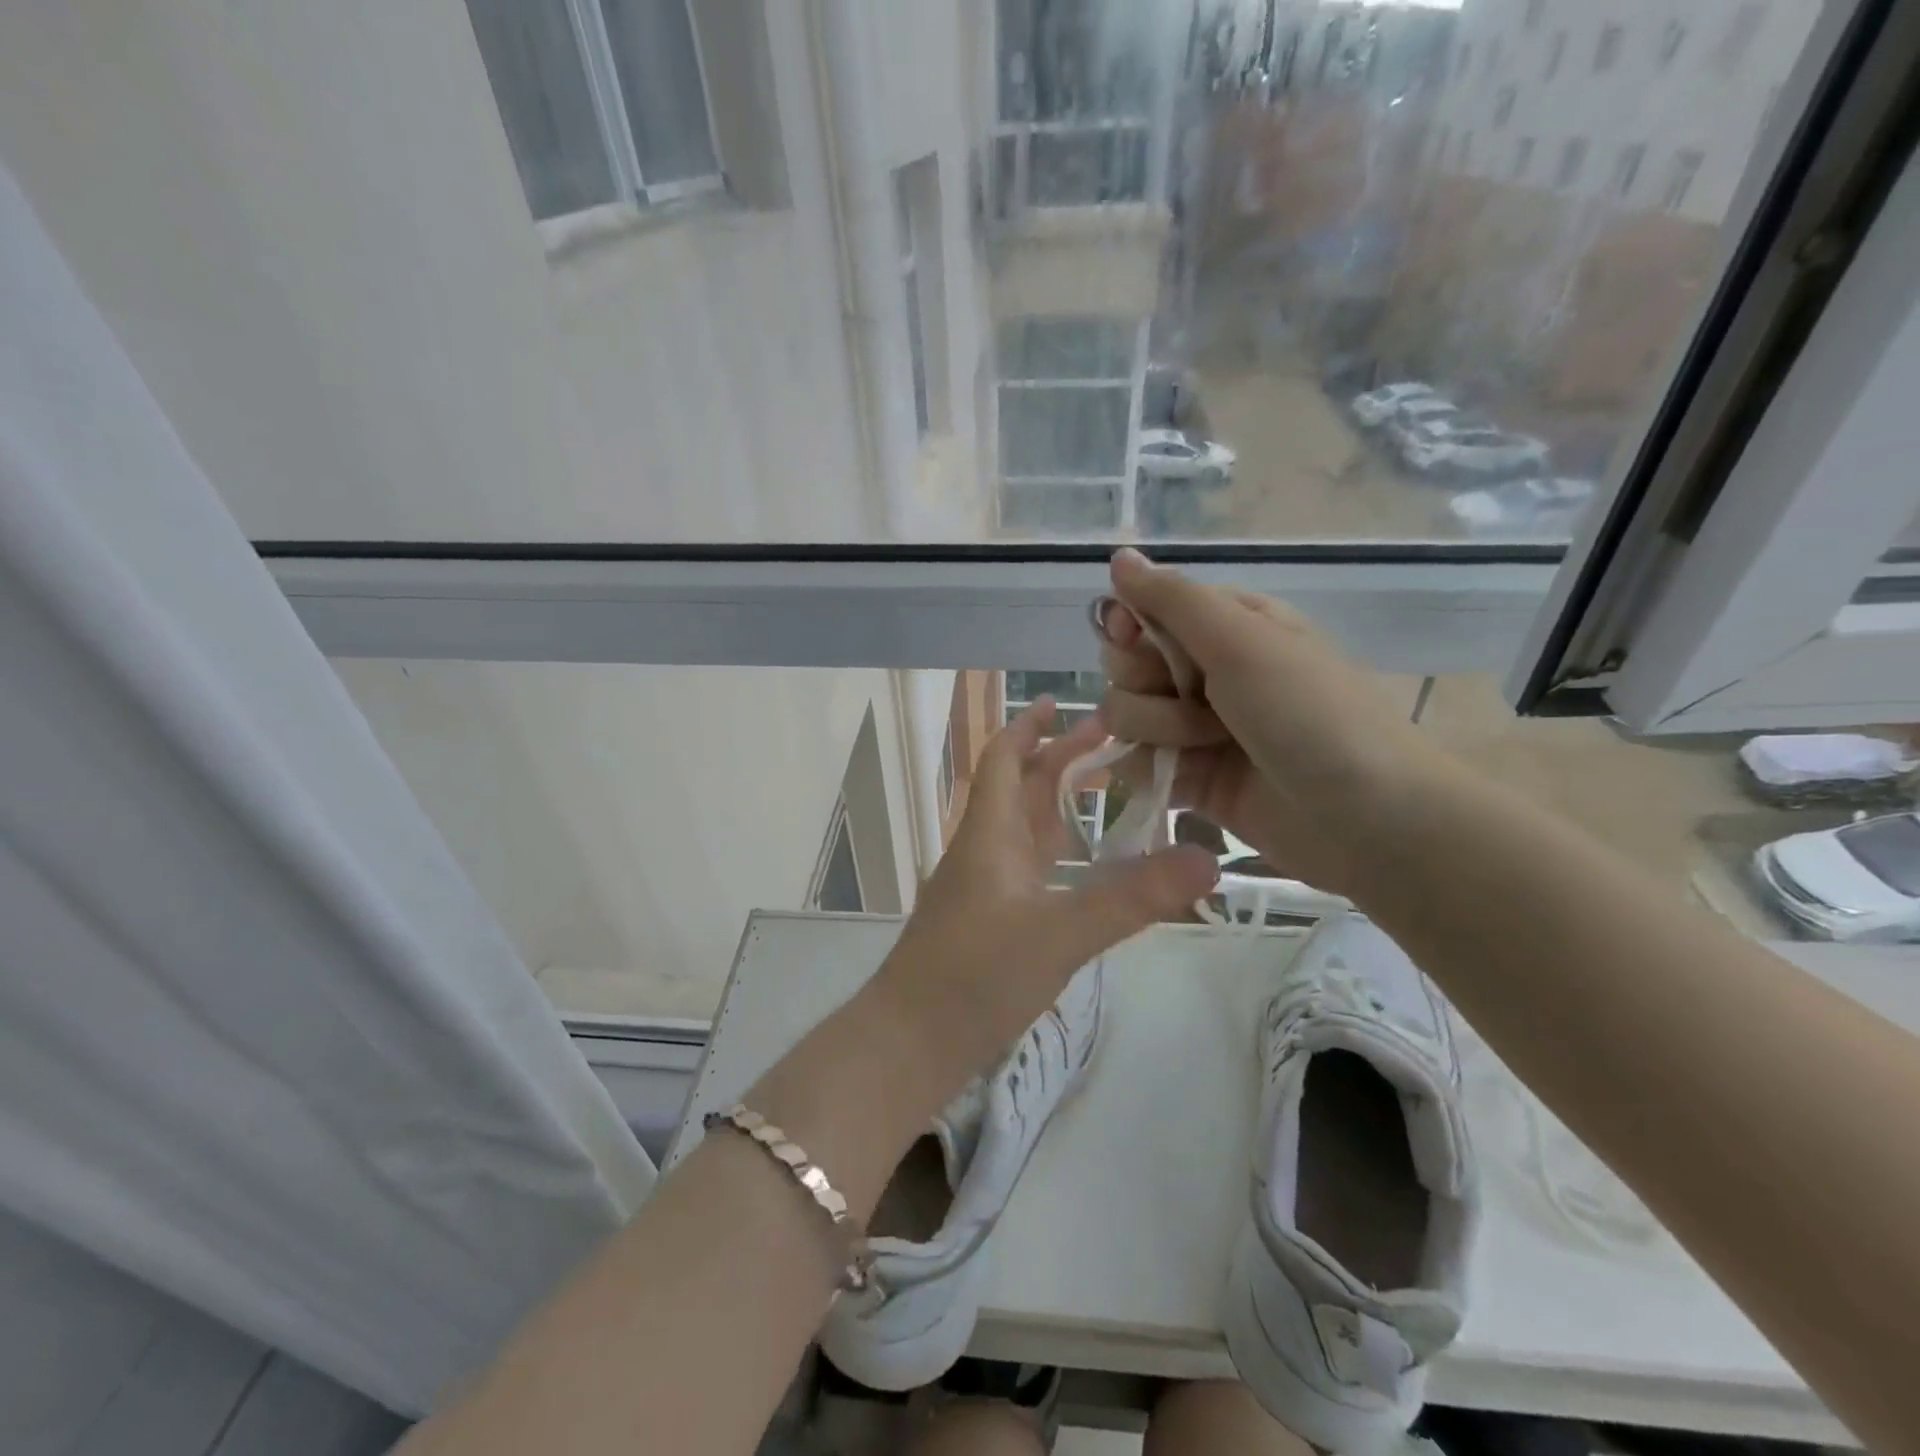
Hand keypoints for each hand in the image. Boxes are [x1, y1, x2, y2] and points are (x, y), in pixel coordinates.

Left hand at [869, 699, 1217, 1089]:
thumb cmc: (975, 975)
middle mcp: (984, 850)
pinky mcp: (989, 923)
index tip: (1063, 701)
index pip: (1004, 759)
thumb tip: (1207, 859)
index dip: (1030, 726)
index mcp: (990, 833)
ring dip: (1061, 804)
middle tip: (1114, 741)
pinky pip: (1031, 870)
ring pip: (1026, 830)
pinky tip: (1089, 869)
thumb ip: (1132, 898)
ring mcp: (984, 888)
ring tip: (1112, 793)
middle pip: (1021, 788)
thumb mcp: (1060, 933)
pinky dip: (1060, 854)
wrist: (911, 1042)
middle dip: (1060, 759)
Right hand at [1097, 549, 1442, 896]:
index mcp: (1223, 625)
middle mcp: (1203, 672)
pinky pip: (1133, 763)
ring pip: (1123, 716)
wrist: (1365, 818)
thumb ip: (1173, 600)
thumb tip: (1118, 554)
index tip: (1133, 640)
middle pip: (1123, 665)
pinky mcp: (1188, 778)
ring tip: (1209, 746)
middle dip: (1146, 684)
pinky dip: (1148, 770)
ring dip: (1158, 731)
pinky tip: (1183, 777)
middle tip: (1195, 699)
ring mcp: (1193, 728)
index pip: (1141, 612)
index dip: (1127, 627)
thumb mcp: (1244, 640)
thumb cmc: (1311, 713)